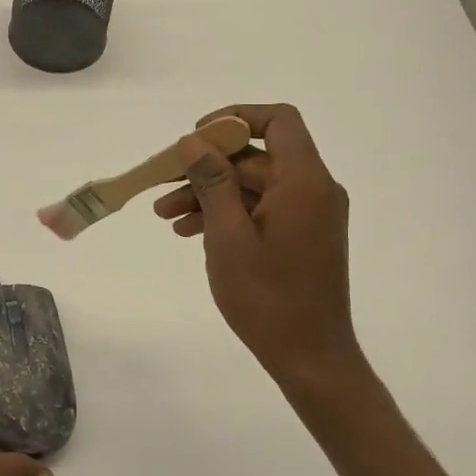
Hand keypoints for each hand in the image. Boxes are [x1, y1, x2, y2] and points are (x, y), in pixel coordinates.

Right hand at [153, 104, 363, 386]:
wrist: (309, 357)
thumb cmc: (267, 297)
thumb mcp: (228, 235)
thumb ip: (212, 181)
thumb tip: (193, 142)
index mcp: (303, 181)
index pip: (278, 120)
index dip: (236, 118)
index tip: (197, 137)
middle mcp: (313, 189)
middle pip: (256, 156)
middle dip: (206, 167)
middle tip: (162, 184)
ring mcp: (308, 214)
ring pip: (253, 185)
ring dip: (209, 194)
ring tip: (165, 216)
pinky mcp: (301, 236)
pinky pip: (261, 209)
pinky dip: (227, 214)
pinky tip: (190, 231)